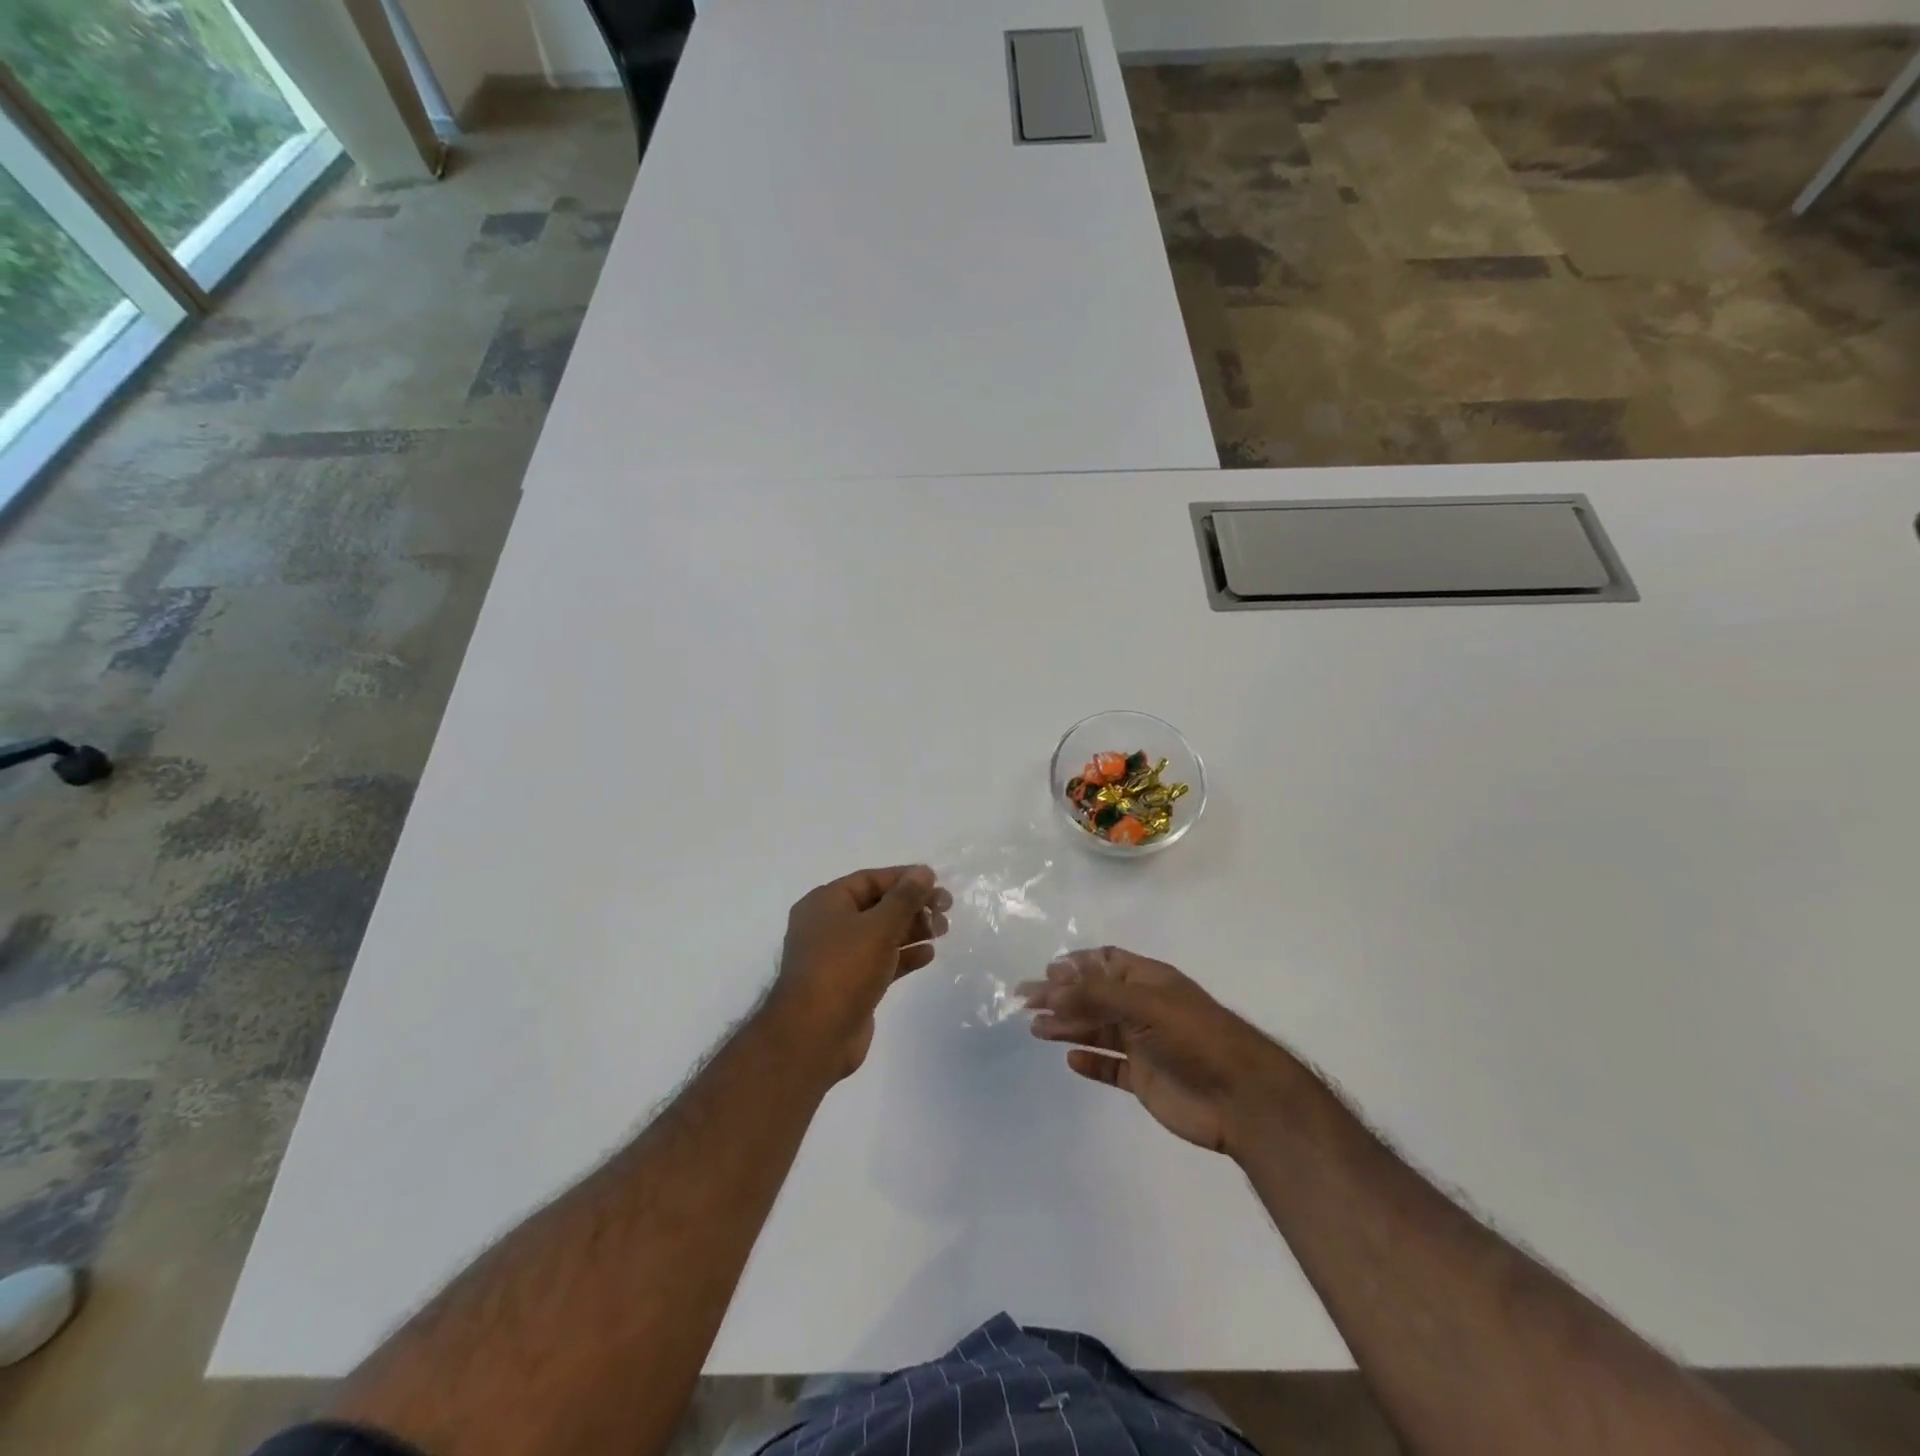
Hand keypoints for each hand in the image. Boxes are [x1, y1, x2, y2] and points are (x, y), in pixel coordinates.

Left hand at [773, 865, 949, 1079]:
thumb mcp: (879, 926)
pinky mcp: (850, 985)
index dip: (904, 878)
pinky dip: (904, 955)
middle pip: (877, 906)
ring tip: (943, 930)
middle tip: (946, 910)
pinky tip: (929, 954)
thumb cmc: (844, 969)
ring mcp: (838, 957)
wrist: (815, 1037)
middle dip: (912, 905)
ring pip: (880, 934)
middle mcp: (828, 926)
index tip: (936, 882)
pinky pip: (881, 961)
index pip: (870, 880)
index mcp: (825, 903)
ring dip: (912, 930)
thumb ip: (904, 898)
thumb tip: (924, 872)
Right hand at [1020, 947, 1293, 1156]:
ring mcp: (1144, 1044)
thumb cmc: (1194, 1037)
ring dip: (1067, 1027)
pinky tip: (1070, 1060)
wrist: (1242, 1098)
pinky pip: (1110, 1066)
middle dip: (1060, 997)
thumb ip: (1095, 994)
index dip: (1076, 965)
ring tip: (1035, 1030)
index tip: (1045, 973)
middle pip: (1093, 997)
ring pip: (1097, 1030)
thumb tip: (1050, 986)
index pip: (1105, 962)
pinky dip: (1090, 1062)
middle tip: (1024, 1002)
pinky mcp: (1144, 1079)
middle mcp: (1143, 1008)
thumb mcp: (1144, 1003)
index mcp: (1148, 981)